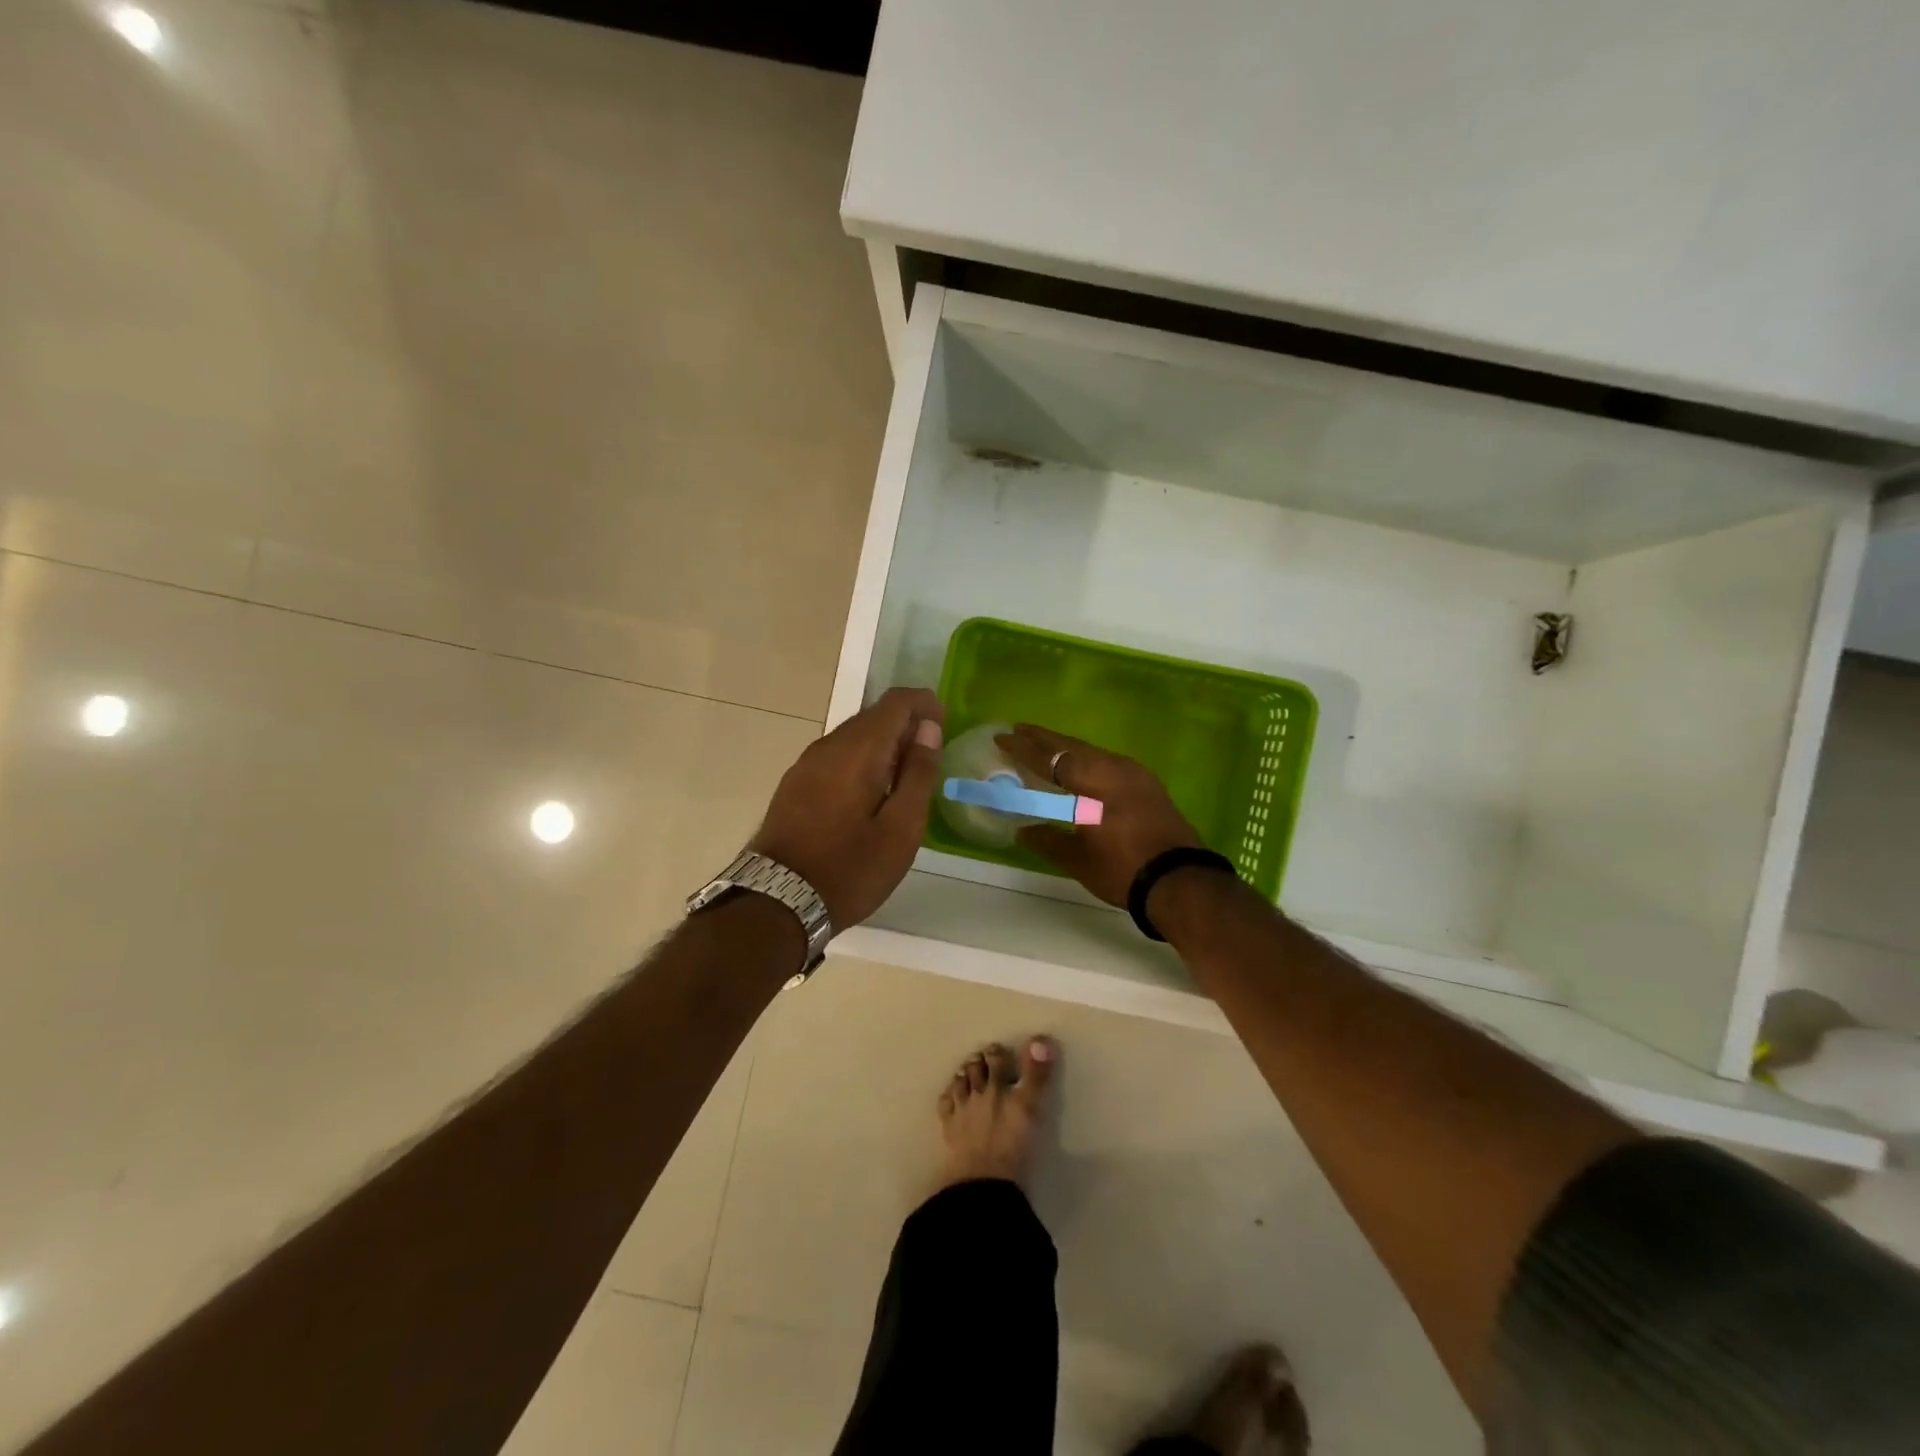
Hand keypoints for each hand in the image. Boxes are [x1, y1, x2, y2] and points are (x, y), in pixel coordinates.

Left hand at [750, 687, 944, 929]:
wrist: (777, 902)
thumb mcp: (900, 829)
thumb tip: (929, 729)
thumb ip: (918, 774)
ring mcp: (806, 764)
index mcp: (857, 750)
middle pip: (873, 716)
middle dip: (905, 725)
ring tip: (905, 778)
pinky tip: (871, 793)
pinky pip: (836, 756)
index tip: (944, 724)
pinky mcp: (794, 784)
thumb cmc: (850, 869)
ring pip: (853, 736)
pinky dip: (861, 760)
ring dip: (883, 745)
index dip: (924, 704)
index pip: (895, 702)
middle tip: (930, 757)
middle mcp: (828, 745)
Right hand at [995, 724, 1204, 905]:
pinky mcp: (1147, 786)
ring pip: (1092, 752)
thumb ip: (1047, 839)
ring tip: (1044, 747)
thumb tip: (1022, 828)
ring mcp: (1135, 774)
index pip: (1050, 758)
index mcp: (1093, 781)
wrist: (1181, 881)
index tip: (1001, 737)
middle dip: (1043, 739)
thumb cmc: (1123, 869)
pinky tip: (1079, 769)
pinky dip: (1085, 760)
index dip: (1023, 748)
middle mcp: (1114, 767)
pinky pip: (1107, 762)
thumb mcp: (1077, 859)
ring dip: (1066, 749)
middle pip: (1072, 747)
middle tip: (1018, 730)